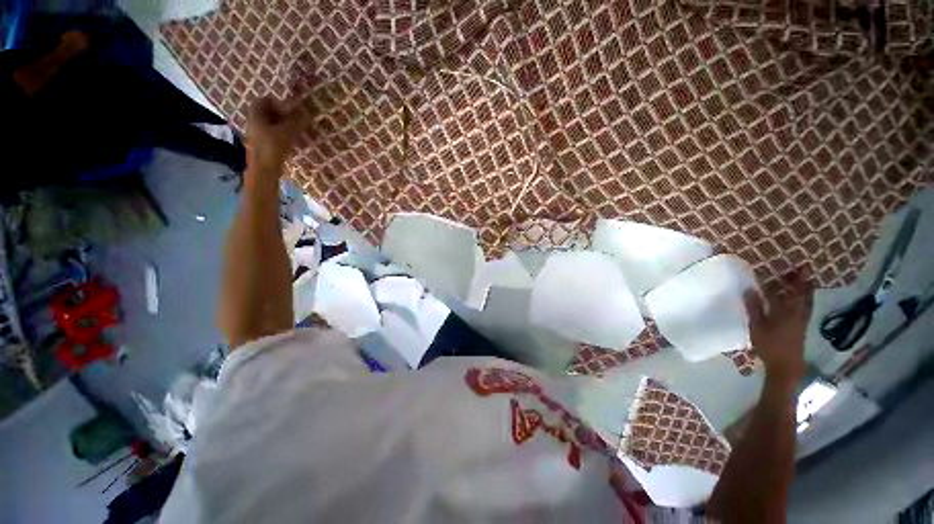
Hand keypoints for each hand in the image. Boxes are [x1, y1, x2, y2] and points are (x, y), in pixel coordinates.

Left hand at [246, 97, 305, 174]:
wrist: (265, 170)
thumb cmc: (273, 147)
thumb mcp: (287, 132)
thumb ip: (296, 122)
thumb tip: (306, 113)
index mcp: (256, 116)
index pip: (263, 101)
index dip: (277, 102)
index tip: (290, 108)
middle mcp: (254, 123)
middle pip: (267, 113)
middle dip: (282, 114)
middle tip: (296, 118)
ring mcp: (258, 135)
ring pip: (271, 125)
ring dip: (284, 125)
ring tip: (297, 130)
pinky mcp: (263, 146)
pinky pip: (273, 135)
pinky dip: (282, 135)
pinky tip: (292, 141)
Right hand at [745, 270, 812, 384]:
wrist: (786, 366)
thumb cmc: (770, 346)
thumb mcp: (757, 327)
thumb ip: (754, 308)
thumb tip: (749, 289)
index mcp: (786, 311)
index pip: (782, 292)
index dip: (778, 281)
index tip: (779, 269)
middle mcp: (797, 313)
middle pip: (801, 294)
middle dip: (801, 281)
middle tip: (801, 269)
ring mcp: (801, 320)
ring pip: (806, 301)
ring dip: (805, 289)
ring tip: (805, 280)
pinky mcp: (802, 326)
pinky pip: (805, 307)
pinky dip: (805, 299)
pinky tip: (801, 300)